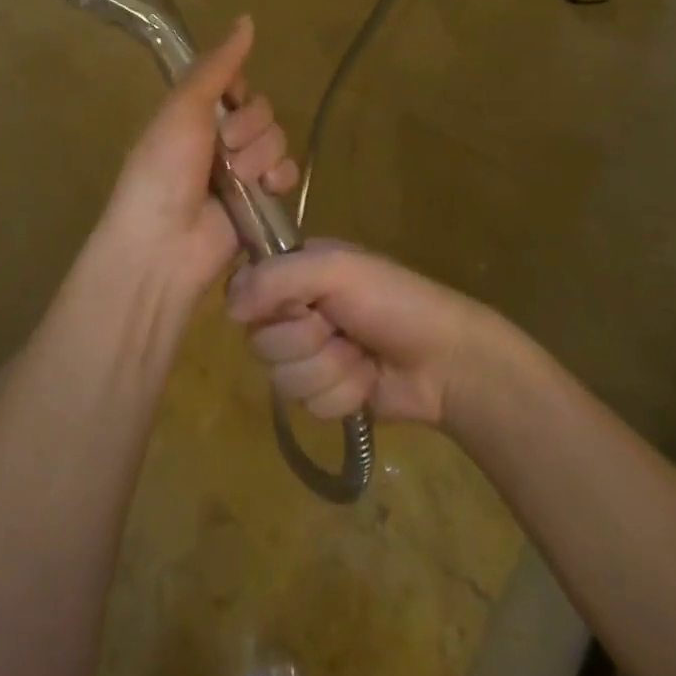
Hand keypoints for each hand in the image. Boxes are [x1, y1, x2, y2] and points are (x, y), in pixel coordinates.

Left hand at [94, 16, 299, 299]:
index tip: (227, 101)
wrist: (164, 243)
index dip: (238, 91)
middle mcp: (219, 138)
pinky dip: (279, 178)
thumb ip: (218, 65)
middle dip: (248, 127)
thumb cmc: (164, 168)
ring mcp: (242, 171)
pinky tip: (264, 188)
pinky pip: (288, 172)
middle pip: (262, 110)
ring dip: (259, 155)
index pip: (237, 84)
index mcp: (195, 114)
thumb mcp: (184, 106)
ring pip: (277, 139)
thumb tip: (247, 18)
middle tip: (225, 148)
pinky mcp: (261, 201)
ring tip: (236, 179)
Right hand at [225, 243, 489, 425]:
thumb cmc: (393, 301)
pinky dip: (342, 394)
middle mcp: (295, 310)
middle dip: (306, 342)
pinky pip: (308, 405)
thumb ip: (278, 278)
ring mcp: (310, 355)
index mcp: (295, 270)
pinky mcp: (326, 393)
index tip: (298, 306)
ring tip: (360, 355)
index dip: (266, 307)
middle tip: (339, 328)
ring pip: (282, 378)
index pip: (244, 292)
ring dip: (328, 370)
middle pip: (260, 341)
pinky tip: (367, 380)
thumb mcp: (337, 270)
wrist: (447, 361)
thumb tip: (228, 306)